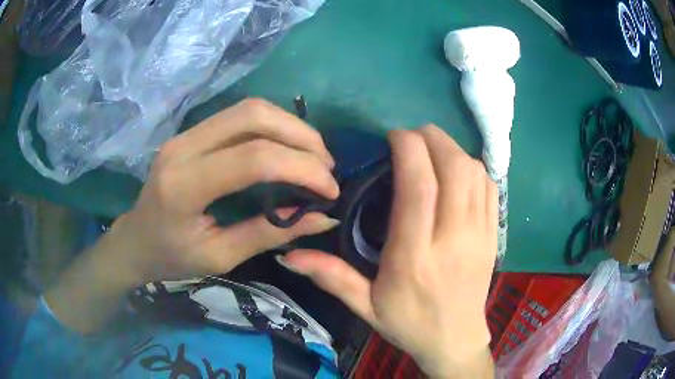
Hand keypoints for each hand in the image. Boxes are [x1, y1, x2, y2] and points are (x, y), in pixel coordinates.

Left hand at [46, 99, 340, 332]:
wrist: (135, 240)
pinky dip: (273, 126)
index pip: (254, 158)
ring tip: (313, 156)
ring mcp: (185, 133)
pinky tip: (287, 146)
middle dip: (301, 136)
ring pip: (249, 108)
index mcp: (184, 186)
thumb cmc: (172, 258)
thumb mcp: (221, 257)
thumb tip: (323, 218)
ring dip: (290, 126)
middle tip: (327, 166)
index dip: (301, 168)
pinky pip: (239, 115)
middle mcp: (183, 147)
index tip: (330, 190)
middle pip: (253, 115)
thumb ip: (271, 233)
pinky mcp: (191, 131)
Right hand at [280, 126, 496, 376]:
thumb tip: (288, 255)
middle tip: (411, 137)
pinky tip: (457, 169)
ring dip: (452, 149)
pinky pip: (491, 187)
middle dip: (432, 139)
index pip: (418, 187)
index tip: (393, 136)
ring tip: (431, 149)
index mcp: (414, 257)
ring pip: (475, 173)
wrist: (455, 340)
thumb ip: (331, 277)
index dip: (408, 149)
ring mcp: (480, 235)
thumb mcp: (365, 306)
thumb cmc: (409, 323)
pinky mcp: (494, 235)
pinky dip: (474, 167)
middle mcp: (452, 240)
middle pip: (453, 169)